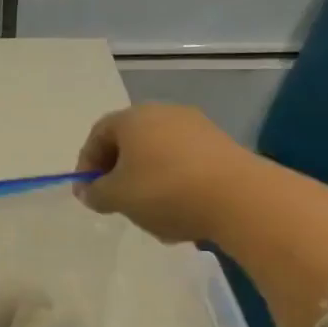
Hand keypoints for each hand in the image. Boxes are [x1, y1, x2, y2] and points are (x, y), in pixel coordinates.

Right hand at [75, 104, 255, 243]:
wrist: (241, 199)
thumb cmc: (165, 191)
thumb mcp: (117, 197)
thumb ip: (96, 193)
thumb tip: (90, 191)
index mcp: (132, 118)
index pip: (97, 135)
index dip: (86, 164)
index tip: (87, 193)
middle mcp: (164, 113)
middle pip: (129, 142)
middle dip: (118, 173)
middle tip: (115, 201)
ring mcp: (197, 127)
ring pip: (158, 154)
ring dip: (147, 181)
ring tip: (150, 213)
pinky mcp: (222, 146)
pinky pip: (185, 163)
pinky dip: (175, 183)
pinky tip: (180, 211)